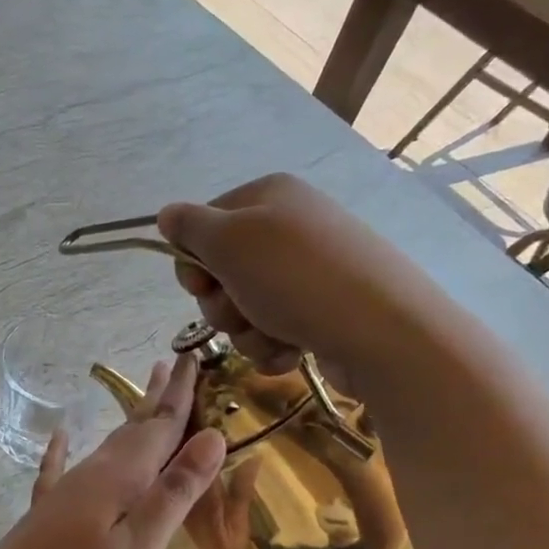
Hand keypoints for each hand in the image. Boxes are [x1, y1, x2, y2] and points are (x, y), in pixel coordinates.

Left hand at [0, 353, 226, 548]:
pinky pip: (61, 466)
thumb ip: (175, 491)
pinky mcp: (49, 509)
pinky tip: (61, 436)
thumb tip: (212, 436)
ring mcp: (68, 488)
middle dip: (158, 397)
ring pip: (108, 444)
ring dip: (130, 419)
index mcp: (121, 477)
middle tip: (174, 364)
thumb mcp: (140, 545)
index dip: (181, 393)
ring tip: (144, 399)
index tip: (194, 356)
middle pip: (135, 427)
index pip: (161, 425)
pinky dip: (65, 448)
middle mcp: (94, 472)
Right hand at [156, 173, 428, 376]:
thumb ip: (189, 226)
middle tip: (242, 311)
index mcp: (267, 197)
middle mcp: (289, 227)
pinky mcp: (322, 309)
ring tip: (274, 335)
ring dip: (247, 331)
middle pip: (221, 272)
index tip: (202, 286)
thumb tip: (166, 215)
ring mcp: (308, 271)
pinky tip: (292, 351)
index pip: (203, 227)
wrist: (383, 331)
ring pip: (245, 307)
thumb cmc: (295, 278)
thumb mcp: (229, 242)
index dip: (193, 264)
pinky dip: (273, 345)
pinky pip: (274, 329)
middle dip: (223, 304)